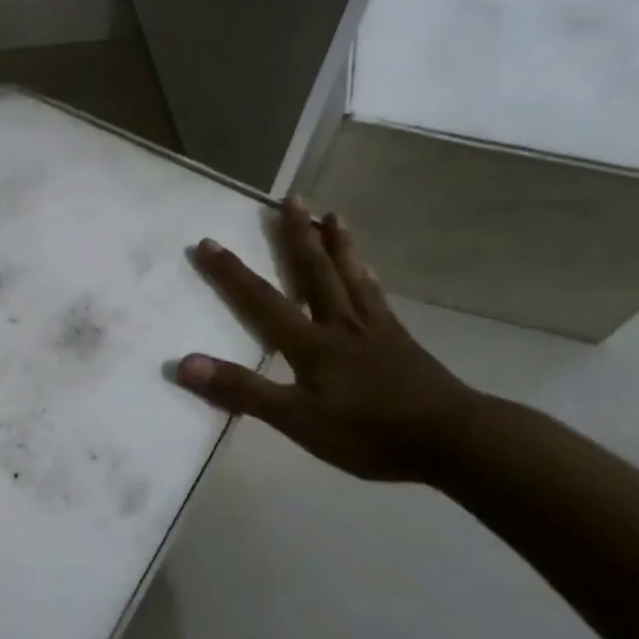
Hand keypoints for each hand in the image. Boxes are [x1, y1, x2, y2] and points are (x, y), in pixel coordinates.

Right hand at [174, 200, 478, 482]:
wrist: (453, 439)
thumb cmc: (369, 432)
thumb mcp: (296, 419)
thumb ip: (242, 390)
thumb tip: (185, 364)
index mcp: (311, 344)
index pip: (261, 300)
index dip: (231, 273)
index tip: (207, 242)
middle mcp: (340, 325)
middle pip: (314, 272)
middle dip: (296, 237)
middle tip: (290, 199)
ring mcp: (374, 330)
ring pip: (351, 276)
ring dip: (337, 244)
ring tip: (332, 215)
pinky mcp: (400, 342)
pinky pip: (378, 298)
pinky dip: (368, 276)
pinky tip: (370, 271)